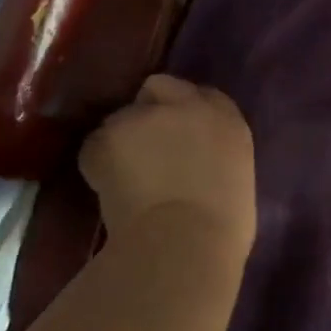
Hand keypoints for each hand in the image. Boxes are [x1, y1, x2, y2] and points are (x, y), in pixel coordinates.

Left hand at [80, 76, 256, 253]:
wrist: (184, 242)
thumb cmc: (223, 225)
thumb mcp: (235, 173)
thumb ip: (214, 153)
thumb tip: (195, 161)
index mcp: (226, 116)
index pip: (201, 95)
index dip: (185, 113)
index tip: (180, 138)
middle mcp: (187, 104)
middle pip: (159, 88)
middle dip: (150, 111)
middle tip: (146, 150)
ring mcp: (145, 116)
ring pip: (123, 119)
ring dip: (122, 141)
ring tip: (124, 178)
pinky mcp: (108, 136)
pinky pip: (96, 146)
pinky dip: (98, 165)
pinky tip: (109, 191)